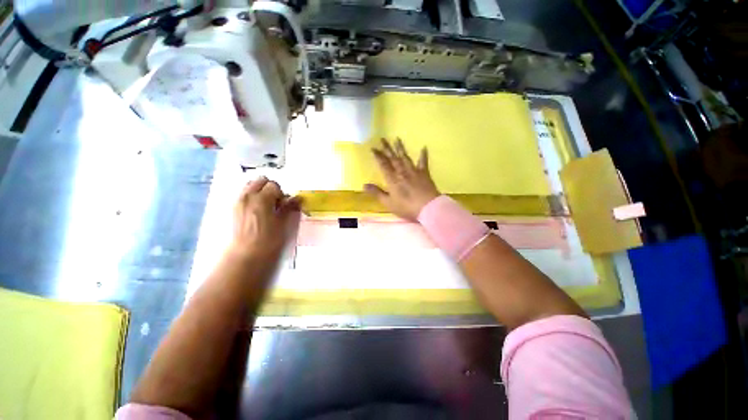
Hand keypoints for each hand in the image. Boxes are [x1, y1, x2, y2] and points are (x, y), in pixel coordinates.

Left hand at [229, 177, 300, 261]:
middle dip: (269, 188)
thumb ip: (290, 208)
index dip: (282, 194)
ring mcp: (238, 202)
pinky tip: (256, 213)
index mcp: (261, 198)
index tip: (284, 205)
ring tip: (266, 207)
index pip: (274, 185)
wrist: (247, 256)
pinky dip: (251, 198)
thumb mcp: (284, 223)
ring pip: (250, 186)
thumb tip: (297, 198)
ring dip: (260, 192)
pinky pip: (243, 196)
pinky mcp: (233, 210)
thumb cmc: (269, 241)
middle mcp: (247, 196)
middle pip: (260, 180)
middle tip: (276, 203)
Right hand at [365, 138, 439, 220]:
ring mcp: (414, 171)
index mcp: (392, 179)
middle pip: (393, 158)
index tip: (373, 148)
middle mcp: (402, 172)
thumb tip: (364, 185)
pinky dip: (423, 155)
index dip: (378, 156)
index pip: (383, 165)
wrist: (428, 208)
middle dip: (387, 148)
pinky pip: (423, 162)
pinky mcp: (424, 173)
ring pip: (405, 157)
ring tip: (397, 139)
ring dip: (400, 148)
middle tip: (382, 139)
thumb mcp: (388, 203)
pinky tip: (424, 147)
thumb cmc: (406, 207)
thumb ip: (377, 193)